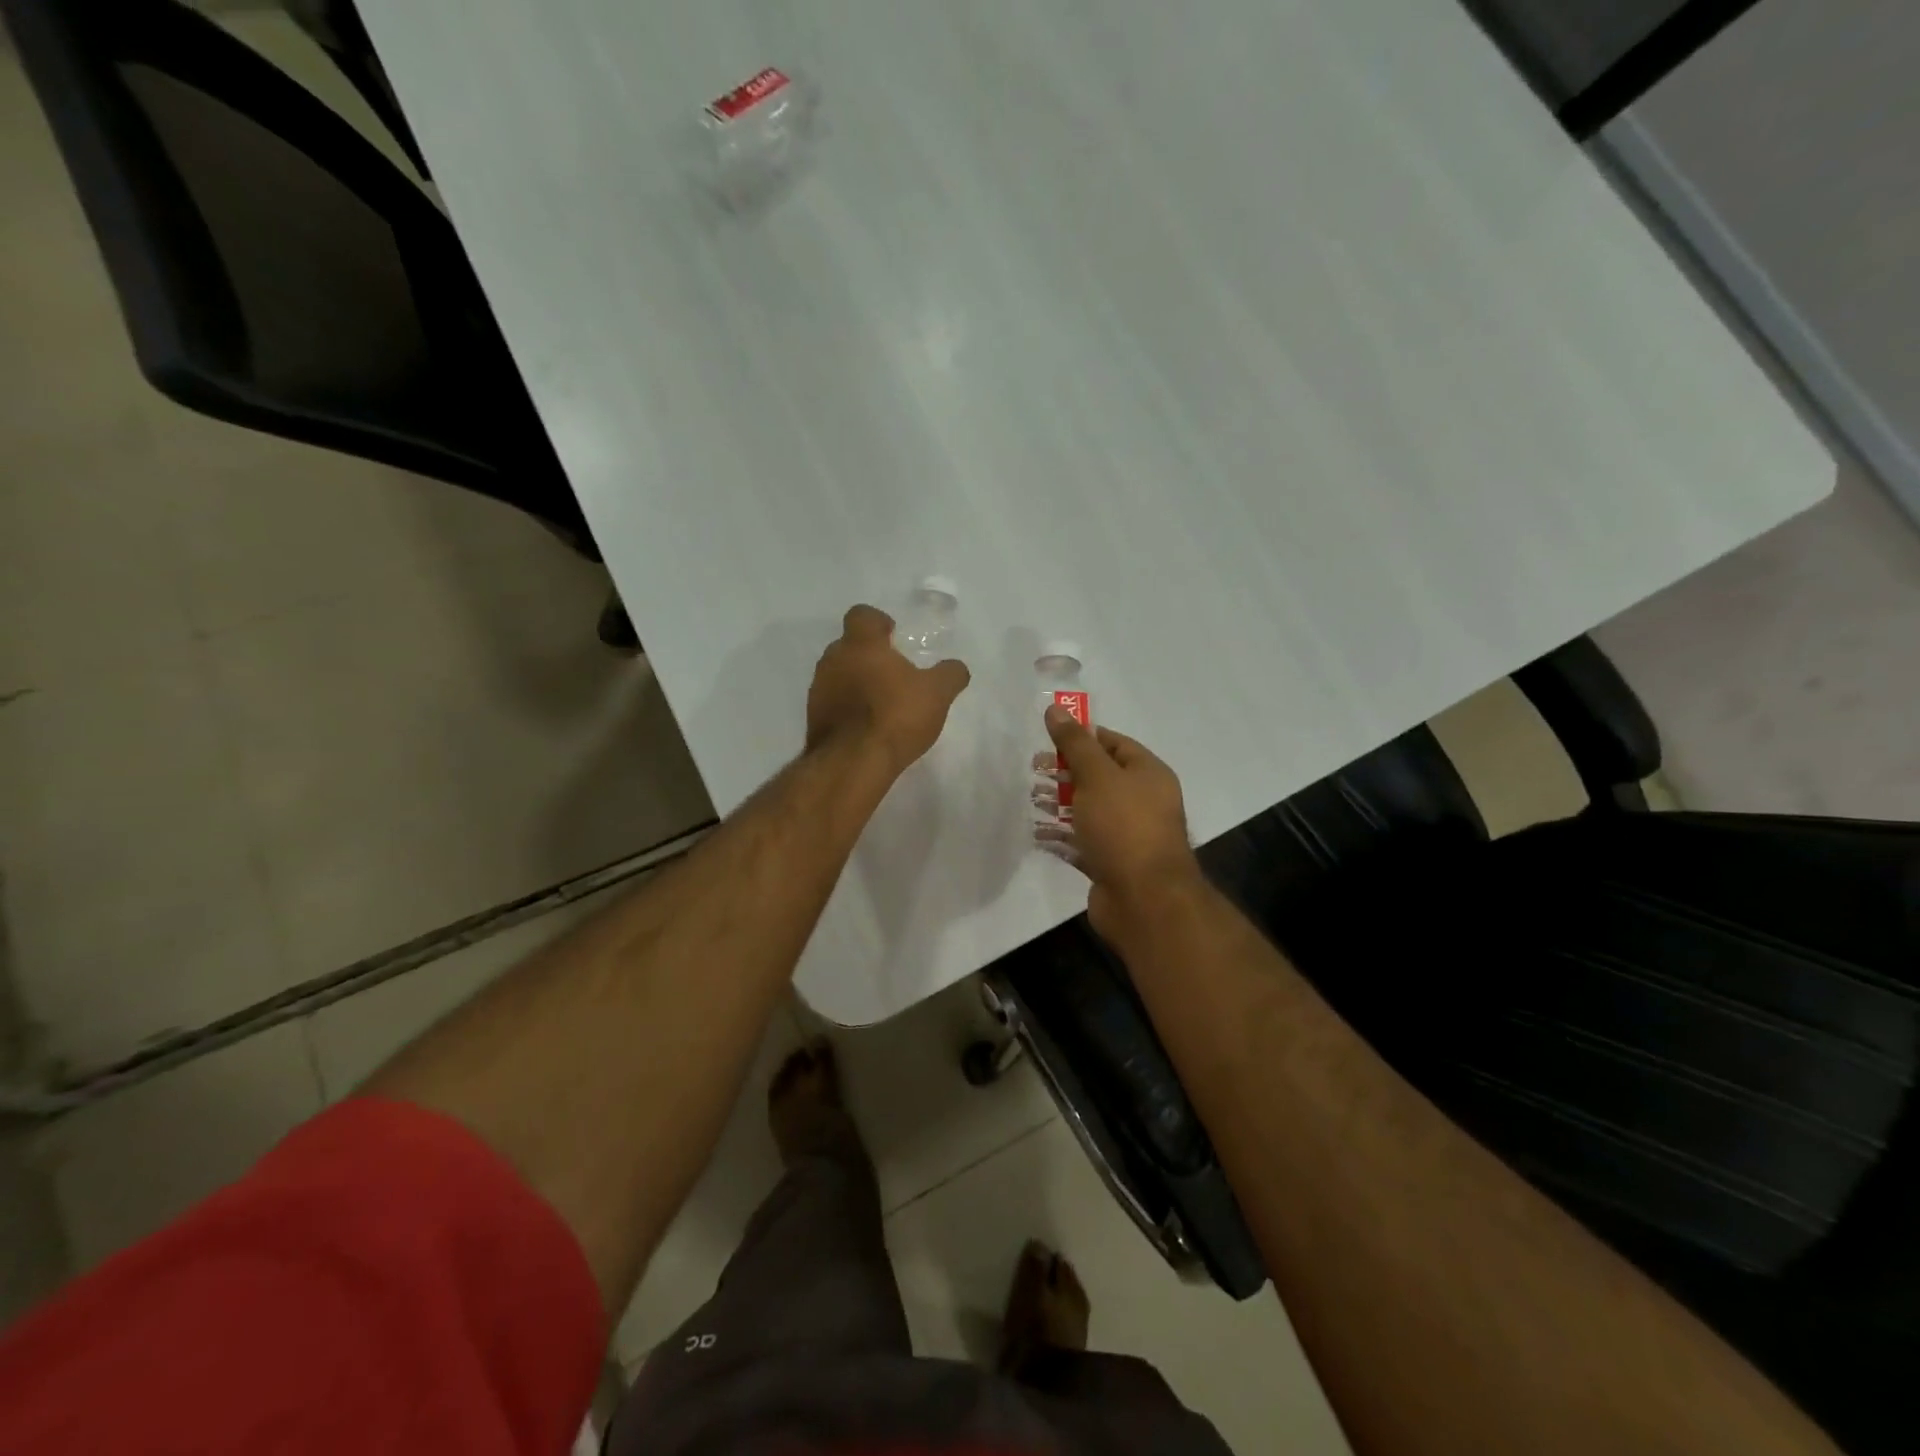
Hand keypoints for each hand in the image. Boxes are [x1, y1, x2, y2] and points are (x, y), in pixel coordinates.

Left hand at [807, 605, 970, 774]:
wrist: (853, 762)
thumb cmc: (895, 715)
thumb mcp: (937, 694)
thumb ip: (950, 674)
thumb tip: (956, 668)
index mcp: (861, 643)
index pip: (862, 615)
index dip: (878, 622)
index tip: (894, 637)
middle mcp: (833, 660)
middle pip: (848, 646)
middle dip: (869, 655)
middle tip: (893, 674)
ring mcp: (819, 689)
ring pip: (838, 675)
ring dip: (856, 683)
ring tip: (881, 704)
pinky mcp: (813, 718)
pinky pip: (833, 703)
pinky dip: (848, 708)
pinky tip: (867, 727)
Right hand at [1040, 709, 1201, 937]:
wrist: (1145, 900)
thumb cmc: (1124, 827)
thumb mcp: (1097, 776)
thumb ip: (1075, 744)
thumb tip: (1055, 709)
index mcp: (1148, 774)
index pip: (1114, 743)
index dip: (1082, 737)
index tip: (1049, 739)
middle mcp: (1142, 801)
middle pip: (1099, 777)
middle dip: (1066, 772)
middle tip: (1034, 770)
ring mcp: (1127, 835)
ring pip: (1089, 810)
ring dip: (1060, 804)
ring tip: (1031, 800)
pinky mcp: (1111, 864)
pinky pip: (1083, 843)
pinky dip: (1062, 837)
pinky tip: (1038, 834)